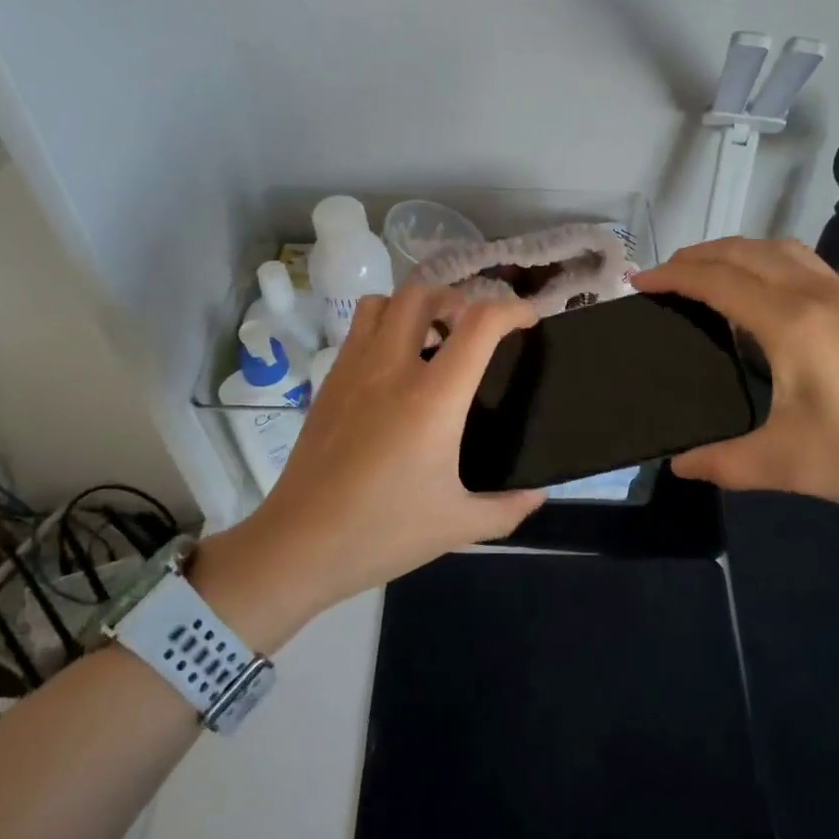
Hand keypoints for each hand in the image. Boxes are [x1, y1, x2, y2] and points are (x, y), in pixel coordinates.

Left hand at [191, 287, 544, 652]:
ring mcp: (354, 369)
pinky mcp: (329, 382)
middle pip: (424, 294)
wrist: (300, 544)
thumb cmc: (384, 532)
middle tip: (471, 330)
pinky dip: (384, 328)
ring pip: (383, 302)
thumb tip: (538, 494)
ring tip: (431, 340)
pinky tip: (394, 372)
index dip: (513, 310)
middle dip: (457, 298)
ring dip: (414, 307)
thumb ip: (508, 508)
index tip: (528, 322)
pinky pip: (358, 330)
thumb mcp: (458, 525)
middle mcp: (392, 368)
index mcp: (434, 397)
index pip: (480, 323)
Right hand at [633, 238, 838, 530]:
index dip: (673, 277)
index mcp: (790, 322)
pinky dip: (764, 258)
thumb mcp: (788, 463)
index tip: (637, 283)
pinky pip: (800, 260)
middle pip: (743, 252)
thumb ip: (725, 462)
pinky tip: (762, 288)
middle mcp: (814, 294)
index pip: (717, 281)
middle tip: (661, 277)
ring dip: (733, 251)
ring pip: (776, 249)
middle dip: (696, 256)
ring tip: (705, 273)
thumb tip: (678, 464)